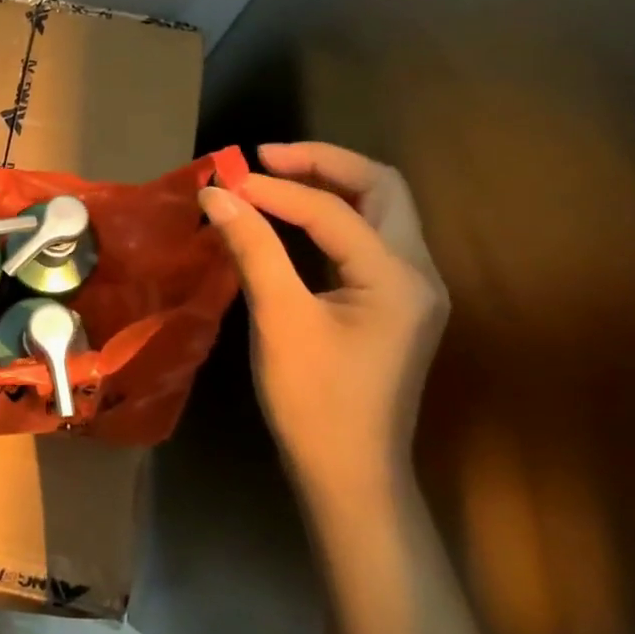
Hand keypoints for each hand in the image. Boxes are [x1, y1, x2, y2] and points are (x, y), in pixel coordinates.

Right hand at [198, 143, 447, 507]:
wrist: (350, 474)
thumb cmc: (314, 400)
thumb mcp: (279, 320)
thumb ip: (253, 249)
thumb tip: (217, 195)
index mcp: (397, 276)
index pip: (333, 210)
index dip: (274, 190)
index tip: (222, 183)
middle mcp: (418, 272)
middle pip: (382, 188)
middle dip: (323, 164)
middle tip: (265, 159)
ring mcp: (411, 289)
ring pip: (380, 211)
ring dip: (330, 186)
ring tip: (274, 178)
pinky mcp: (394, 304)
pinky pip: (368, 240)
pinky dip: (331, 217)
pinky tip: (293, 221)